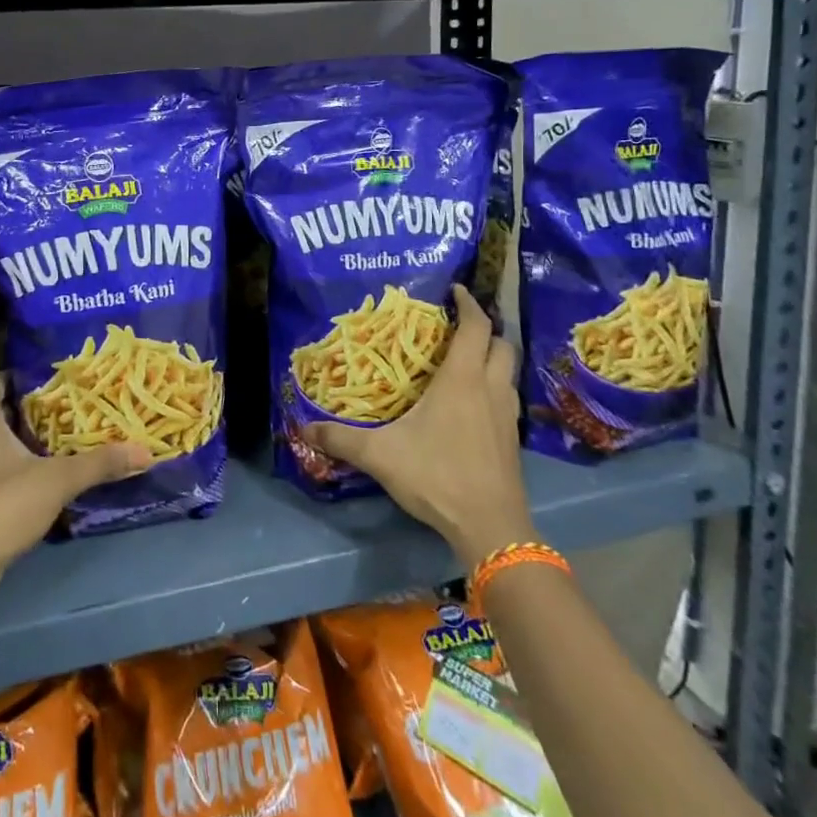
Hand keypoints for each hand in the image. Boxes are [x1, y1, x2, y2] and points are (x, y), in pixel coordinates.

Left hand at [0, 373, 151, 590]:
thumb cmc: (2, 506)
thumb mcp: (58, 481)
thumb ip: (99, 463)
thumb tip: (145, 451)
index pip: (0, 380)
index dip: (28, 382)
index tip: (57, 390)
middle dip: (23, 413)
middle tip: (59, 418)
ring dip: (5, 442)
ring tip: (43, 448)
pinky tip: (17, 479)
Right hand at [304, 286, 537, 568]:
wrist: (490, 526)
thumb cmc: (437, 476)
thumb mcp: (380, 456)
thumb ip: (342, 439)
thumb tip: (304, 428)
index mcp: (462, 380)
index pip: (476, 327)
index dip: (469, 304)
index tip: (456, 290)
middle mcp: (490, 389)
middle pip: (503, 344)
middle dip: (486, 329)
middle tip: (459, 326)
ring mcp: (506, 415)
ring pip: (509, 371)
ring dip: (493, 358)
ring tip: (465, 360)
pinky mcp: (512, 439)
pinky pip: (507, 397)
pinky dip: (495, 386)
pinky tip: (473, 403)